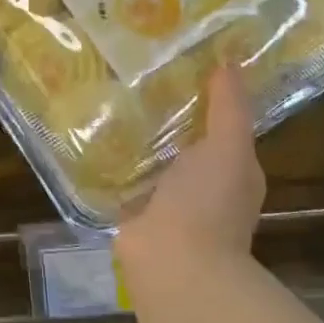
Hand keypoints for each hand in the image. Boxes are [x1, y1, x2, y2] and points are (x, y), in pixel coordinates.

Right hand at [115, 64, 265, 298]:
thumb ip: (229, 107)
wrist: (173, 262)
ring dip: (136, 139)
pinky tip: (91, 138)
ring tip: (107, 99)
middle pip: (183, 142)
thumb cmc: (208, 202)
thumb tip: (230, 61)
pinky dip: (112, 163)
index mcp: (232, 170)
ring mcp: (167, 202)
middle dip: (165, 116)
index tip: (178, 63)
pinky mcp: (134, 213)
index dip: (204, 97)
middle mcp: (202, 186)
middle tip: (135, 76)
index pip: (221, 126)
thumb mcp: (228, 147)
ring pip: (152, 160)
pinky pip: (124, 179)